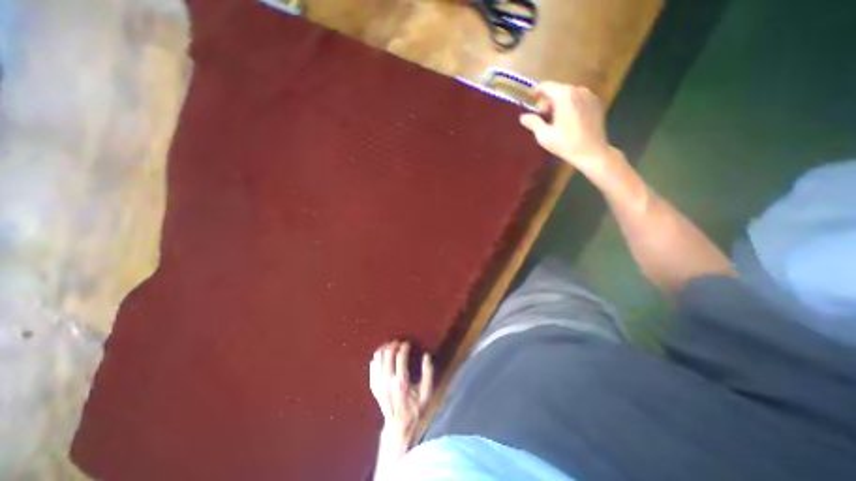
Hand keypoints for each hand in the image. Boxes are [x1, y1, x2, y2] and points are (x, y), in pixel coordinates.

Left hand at [370, 340, 434, 437]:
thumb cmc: (415, 409)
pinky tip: (382, 356)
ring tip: (390, 346)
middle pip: (387, 355)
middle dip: (393, 345)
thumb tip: (427, 355)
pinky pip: (372, 367)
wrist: (398, 427)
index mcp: (402, 382)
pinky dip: (377, 358)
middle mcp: (388, 382)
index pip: (400, 357)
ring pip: (378, 359)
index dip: (404, 347)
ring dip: (384, 349)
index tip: (408, 343)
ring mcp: (379, 384)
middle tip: (399, 343)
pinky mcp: (374, 387)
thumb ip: (428, 373)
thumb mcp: (427, 393)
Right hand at [517, 84, 611, 176]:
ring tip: (553, 119)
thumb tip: (523, 116)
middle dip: (547, 100)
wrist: (592, 152)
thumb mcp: (544, 136)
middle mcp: (578, 91)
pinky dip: (569, 105)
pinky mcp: (595, 103)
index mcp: (564, 96)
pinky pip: (577, 99)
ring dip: (558, 103)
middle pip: (558, 89)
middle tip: (540, 114)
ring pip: (568, 94)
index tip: (529, 97)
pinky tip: (566, 120)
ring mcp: (589, 96)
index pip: (547, 86)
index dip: (536, 91)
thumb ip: (533, 123)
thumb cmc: (566, 144)